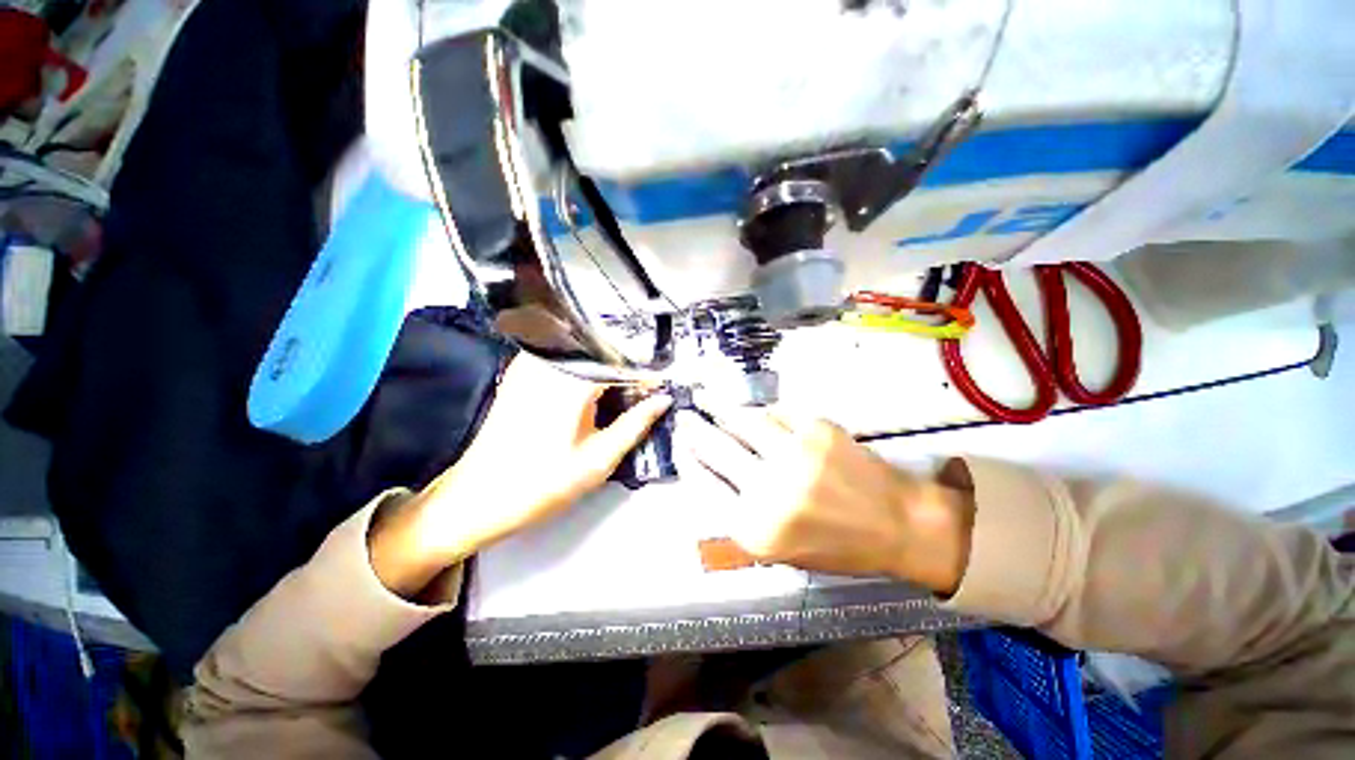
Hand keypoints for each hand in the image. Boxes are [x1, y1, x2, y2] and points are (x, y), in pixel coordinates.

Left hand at [369, 355, 670, 597]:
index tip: (663, 386)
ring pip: (585, 350)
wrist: (477, 498)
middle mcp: (551, 363)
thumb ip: (635, 425)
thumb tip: (662, 401)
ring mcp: (531, 364)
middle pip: (604, 348)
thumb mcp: (598, 460)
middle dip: (630, 364)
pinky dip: (587, 366)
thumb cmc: (541, 485)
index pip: (623, 363)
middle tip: (648, 385)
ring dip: (609, 363)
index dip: (648, 373)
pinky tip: (596, 386)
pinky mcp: (522, 372)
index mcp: (572, 382)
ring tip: (626, 385)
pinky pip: (564, 357)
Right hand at [678, 409, 973, 593]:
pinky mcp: (817, 430)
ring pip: (743, 421)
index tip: (678, 445)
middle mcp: (769, 490)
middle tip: (683, 416)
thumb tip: (707, 472)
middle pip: (716, 448)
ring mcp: (794, 455)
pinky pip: (776, 413)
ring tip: (704, 397)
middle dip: (693, 429)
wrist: (898, 526)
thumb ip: (738, 514)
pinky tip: (755, 410)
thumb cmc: (835, 546)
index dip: (686, 460)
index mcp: (755, 528)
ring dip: (719, 406)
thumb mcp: (777, 548)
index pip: (703, 484)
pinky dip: (762, 411)